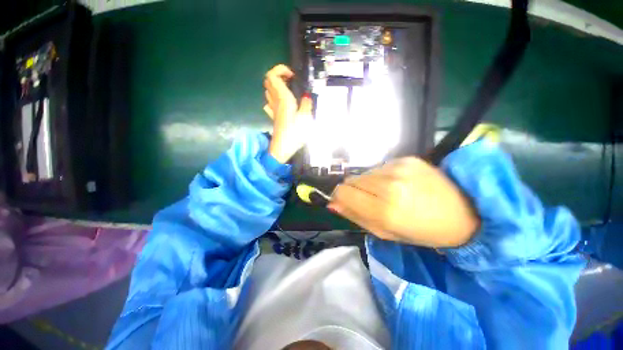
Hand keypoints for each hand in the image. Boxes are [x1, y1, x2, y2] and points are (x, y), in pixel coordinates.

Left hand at [263, 64, 312, 163]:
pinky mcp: (274, 117)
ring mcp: (272, 109)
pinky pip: (270, 103)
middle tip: (291, 81)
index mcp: (283, 98)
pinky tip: (283, 103)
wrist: (282, 149)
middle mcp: (275, 101)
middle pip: (268, 81)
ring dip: (277, 86)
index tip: (292, 76)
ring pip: (268, 91)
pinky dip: (275, 98)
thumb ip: (307, 104)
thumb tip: (307, 96)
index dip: (280, 69)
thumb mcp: (306, 118)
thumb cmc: (295, 133)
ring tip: (290, 91)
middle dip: (278, 76)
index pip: (272, 75)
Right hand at [328, 157, 479, 247]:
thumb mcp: (386, 233)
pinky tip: (397, 184)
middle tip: (369, 201)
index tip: (343, 202)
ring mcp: (399, 167)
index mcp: (386, 210)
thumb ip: (356, 216)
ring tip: (386, 193)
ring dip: (368, 184)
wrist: (466, 211)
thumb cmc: (424, 231)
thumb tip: (333, 204)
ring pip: (364, 173)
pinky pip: (379, 167)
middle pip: (351, 180)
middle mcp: (390, 184)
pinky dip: (381, 177)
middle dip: (354, 191)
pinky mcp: (407, 158)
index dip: (339, 197)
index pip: (343, 192)